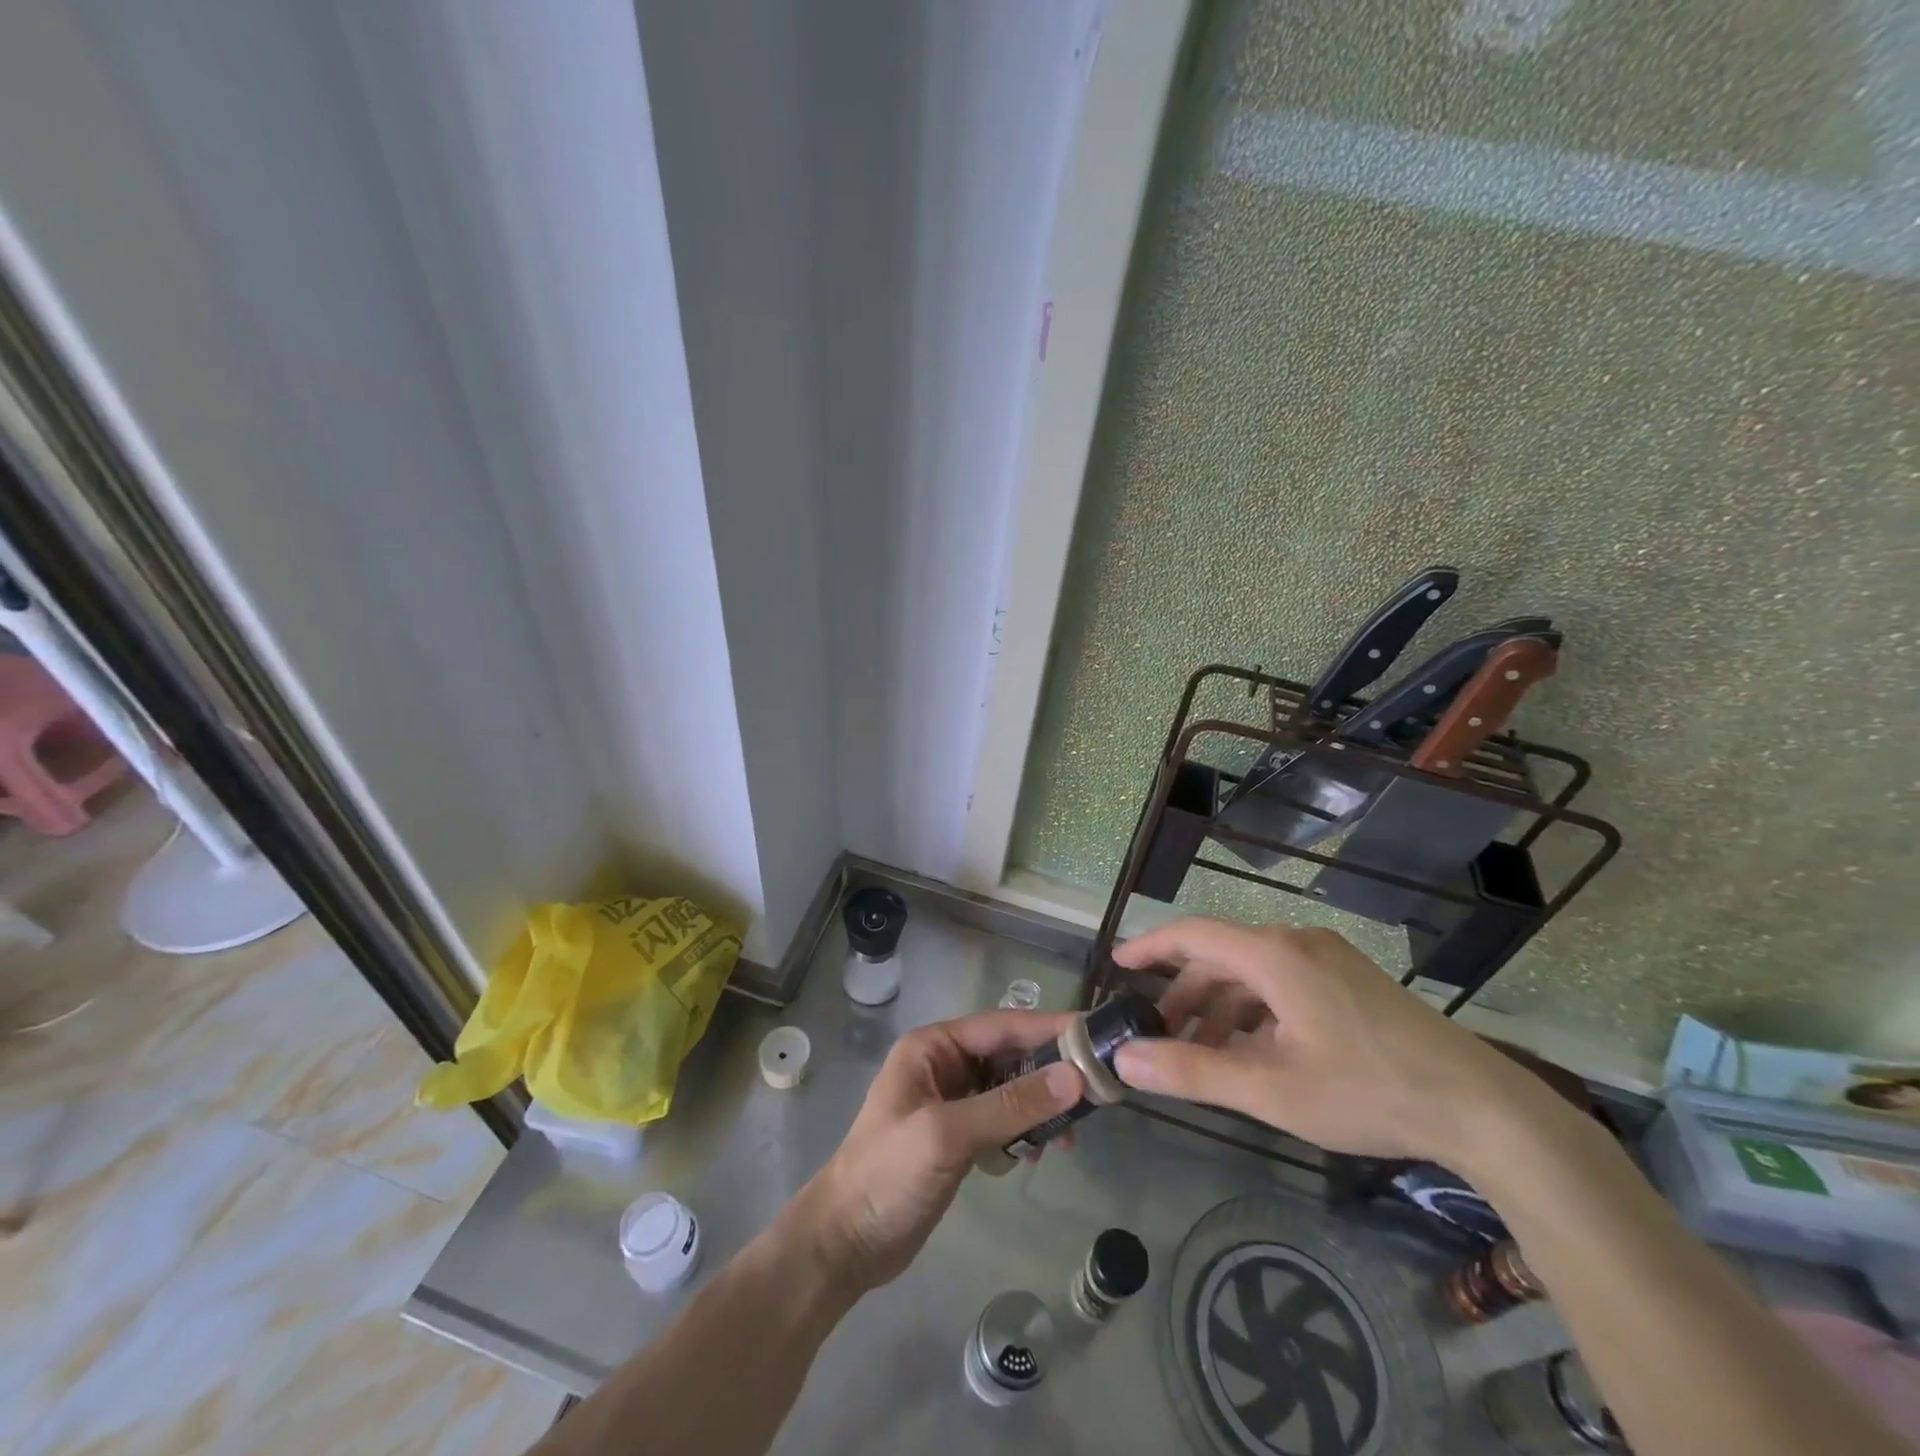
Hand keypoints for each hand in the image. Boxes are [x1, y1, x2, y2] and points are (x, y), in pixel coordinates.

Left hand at [789, 1011, 1083, 1292]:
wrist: (845, 1244)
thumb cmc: (888, 1175)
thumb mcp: (948, 1134)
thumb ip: (1010, 1105)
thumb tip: (1074, 1077)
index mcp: (934, 1047)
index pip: (1002, 1026)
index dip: (1048, 1029)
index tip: (1094, 1035)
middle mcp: (945, 1065)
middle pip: (1010, 1055)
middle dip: (1049, 1072)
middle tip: (1096, 1093)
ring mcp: (952, 1101)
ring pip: (1011, 1089)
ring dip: (1040, 1107)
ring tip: (1068, 1138)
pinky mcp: (959, 1136)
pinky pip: (1003, 1119)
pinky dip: (1024, 1132)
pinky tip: (1035, 1155)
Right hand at [1111, 918, 1535, 1165]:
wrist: (1483, 1109)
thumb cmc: (1367, 1091)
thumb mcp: (1270, 1089)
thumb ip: (1191, 1071)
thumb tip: (1124, 1060)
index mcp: (1273, 955)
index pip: (1192, 934)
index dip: (1149, 947)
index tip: (1117, 966)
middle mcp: (1297, 944)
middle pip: (1221, 956)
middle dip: (1184, 993)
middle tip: (1159, 1033)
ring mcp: (1329, 960)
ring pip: (1253, 973)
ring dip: (1220, 1007)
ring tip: (1203, 1052)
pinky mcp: (1351, 982)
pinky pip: (1283, 984)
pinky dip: (1255, 1012)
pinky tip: (1254, 1053)